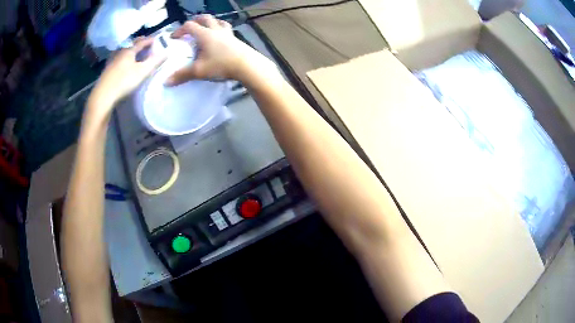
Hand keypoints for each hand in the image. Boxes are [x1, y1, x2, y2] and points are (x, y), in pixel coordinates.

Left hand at [89, 37, 165, 108]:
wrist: (103, 96)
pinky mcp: (106, 71)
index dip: (150, 40)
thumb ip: (154, 61)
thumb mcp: (143, 72)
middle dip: (139, 43)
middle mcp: (120, 53)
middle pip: (131, 45)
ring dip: (129, 51)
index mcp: (129, 51)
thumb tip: (166, 52)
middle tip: (144, 42)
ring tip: (133, 53)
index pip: (142, 42)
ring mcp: (111, 62)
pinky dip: (122, 59)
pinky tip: (121, 64)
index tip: (156, 39)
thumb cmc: (124, 82)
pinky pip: (117, 60)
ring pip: (123, 52)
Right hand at [165, 15, 274, 85]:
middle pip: (205, 18)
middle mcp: (216, 30)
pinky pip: (227, 30)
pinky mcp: (236, 39)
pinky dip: (221, 30)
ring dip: (210, 22)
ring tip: (206, 28)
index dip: (179, 30)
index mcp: (205, 34)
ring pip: (219, 22)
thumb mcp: (199, 71)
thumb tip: (166, 82)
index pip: (189, 26)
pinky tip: (221, 38)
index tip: (173, 38)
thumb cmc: (221, 65)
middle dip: (196, 20)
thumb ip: (182, 75)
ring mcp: (228, 34)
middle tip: (190, 27)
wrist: (247, 65)